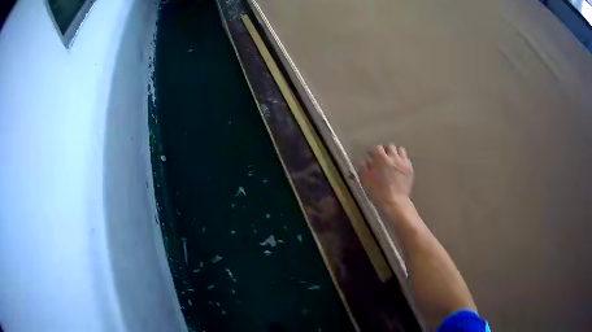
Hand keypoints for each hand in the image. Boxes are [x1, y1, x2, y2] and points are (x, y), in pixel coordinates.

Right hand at [359, 144, 413, 209]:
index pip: (377, 147)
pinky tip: (398, 166)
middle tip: (382, 157)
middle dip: (385, 150)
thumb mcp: (366, 180)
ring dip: (395, 152)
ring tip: (392, 159)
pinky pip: (406, 158)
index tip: (371, 156)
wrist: (395, 201)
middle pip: (389, 146)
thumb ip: (364, 167)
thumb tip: (364, 160)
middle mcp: (394, 157)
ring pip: (400, 149)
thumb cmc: (378, 192)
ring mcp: (403, 162)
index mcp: (381, 159)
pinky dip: (402, 159)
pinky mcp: (410, 168)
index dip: (373, 151)